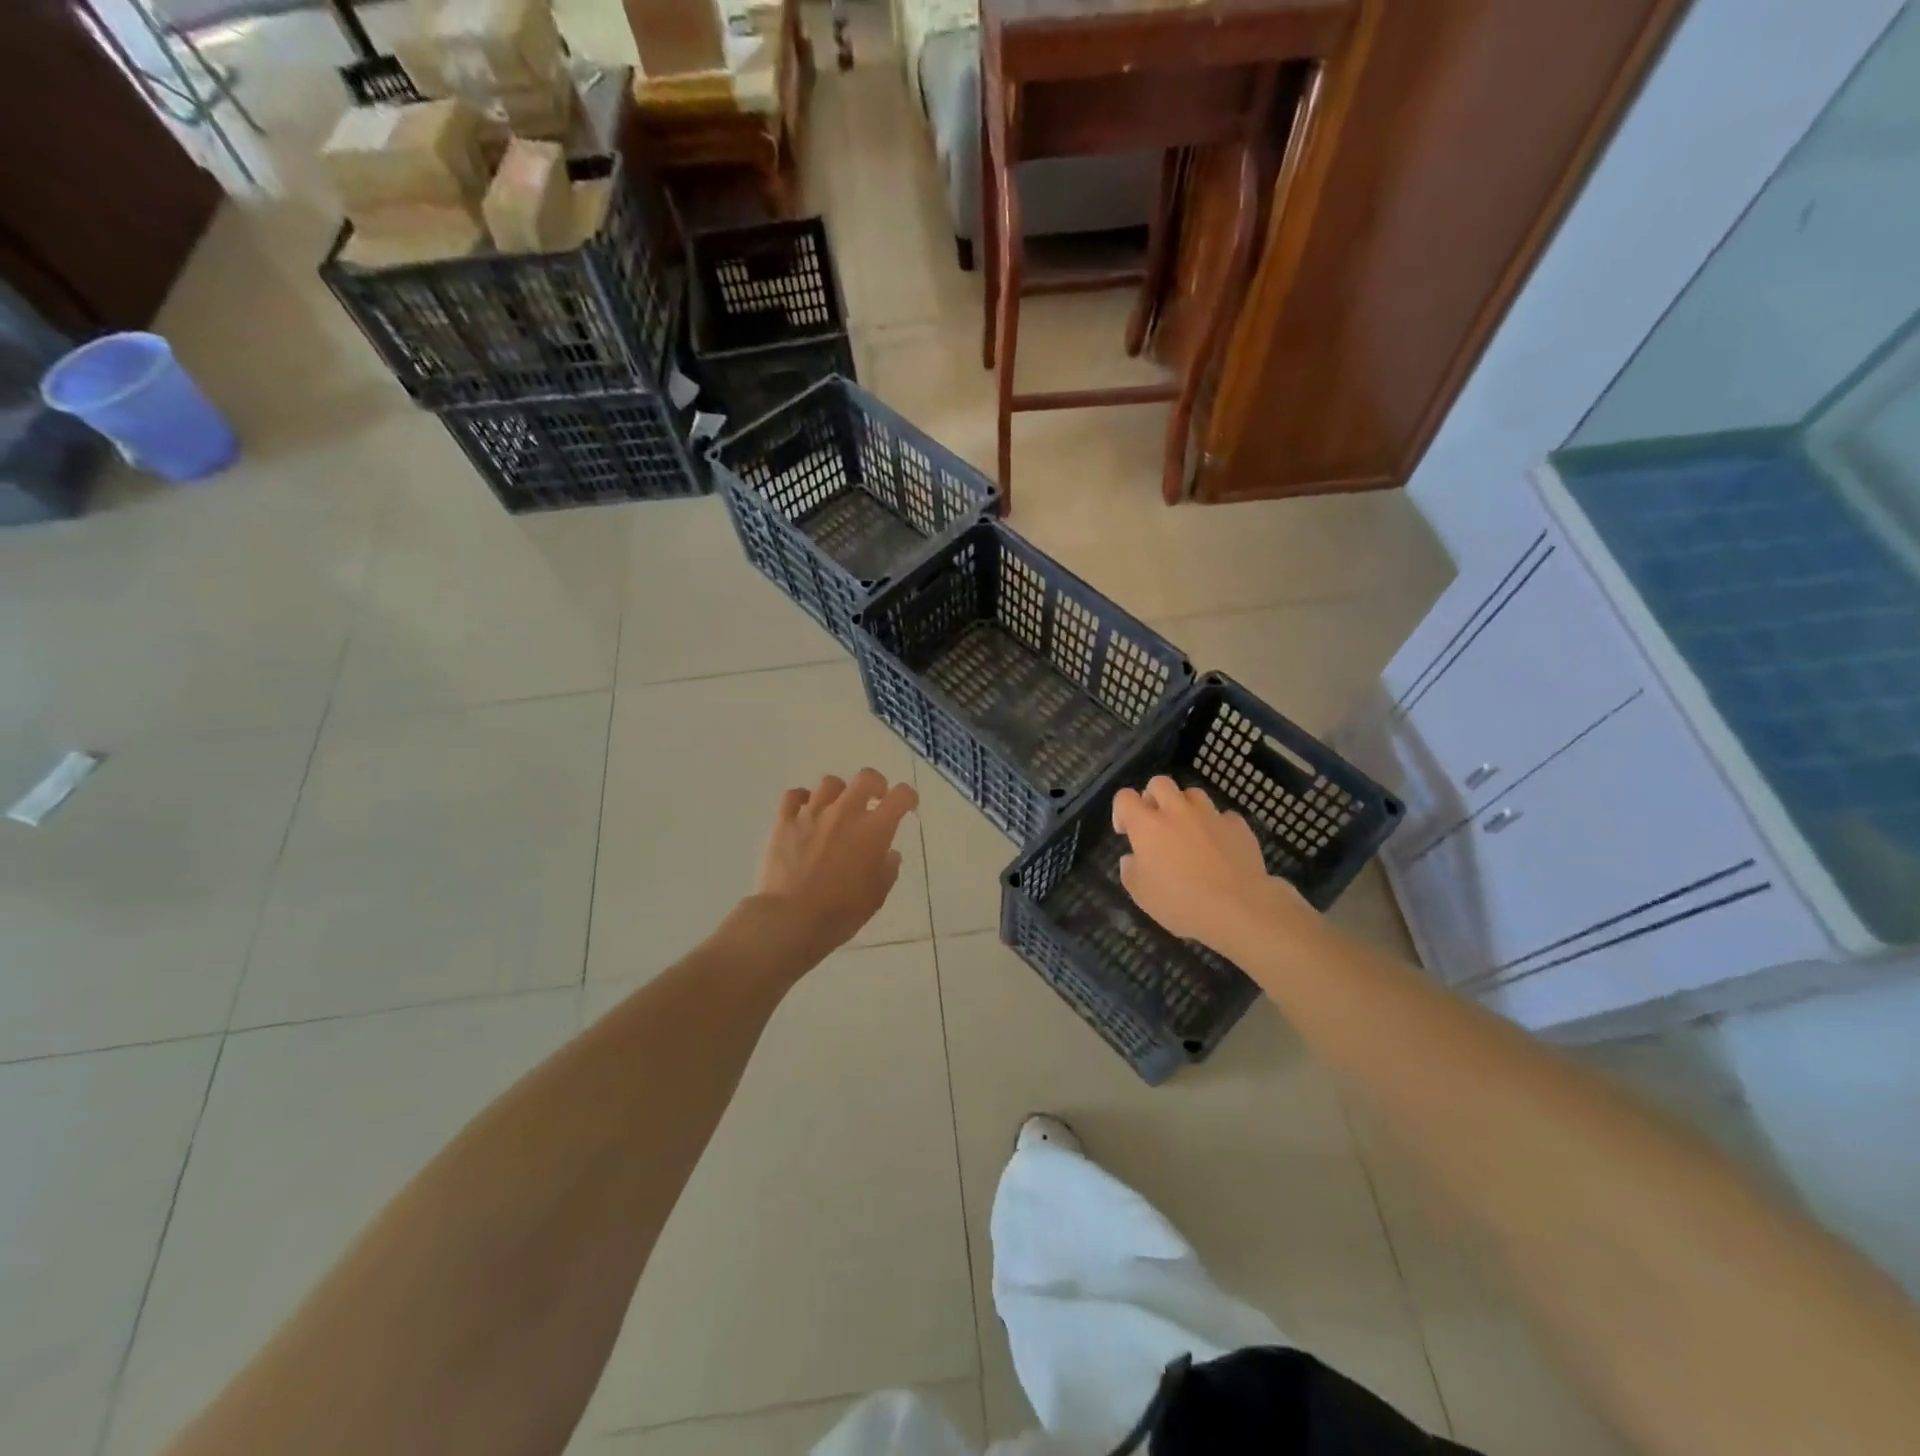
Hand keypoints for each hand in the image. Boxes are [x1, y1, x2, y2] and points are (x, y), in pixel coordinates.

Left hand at [756, 768, 918, 957]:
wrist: (791, 919)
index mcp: (874, 830)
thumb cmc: (841, 912)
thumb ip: (887, 869)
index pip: (901, 796)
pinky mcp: (784, 821)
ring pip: (830, 783)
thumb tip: (888, 853)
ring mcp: (812, 813)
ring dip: (839, 792)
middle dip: (876, 784)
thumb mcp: (877, 895)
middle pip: (866, 778)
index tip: (907, 807)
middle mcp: (845, 812)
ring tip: (837, 808)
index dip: (908, 797)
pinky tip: (805, 812)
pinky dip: (802, 799)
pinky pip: (794, 796)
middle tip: (875, 798)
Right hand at [1111, 775, 1306, 957]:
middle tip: (1156, 822)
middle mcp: (1177, 811)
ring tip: (1188, 830)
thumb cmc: (1181, 903)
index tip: (1126, 832)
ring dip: (1185, 806)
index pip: (1125, 798)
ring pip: (1193, 794)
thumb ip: (1131, 871)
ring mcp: (1210, 815)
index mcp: (1147, 826)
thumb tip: (1132, 859)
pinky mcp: (1238, 825)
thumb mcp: (1142, 895)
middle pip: (1160, 783)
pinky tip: (1218, 845)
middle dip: (1153, 797)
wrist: (1238, 908)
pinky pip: (1223, 815)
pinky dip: (1216, 826)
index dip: (1121, 811)